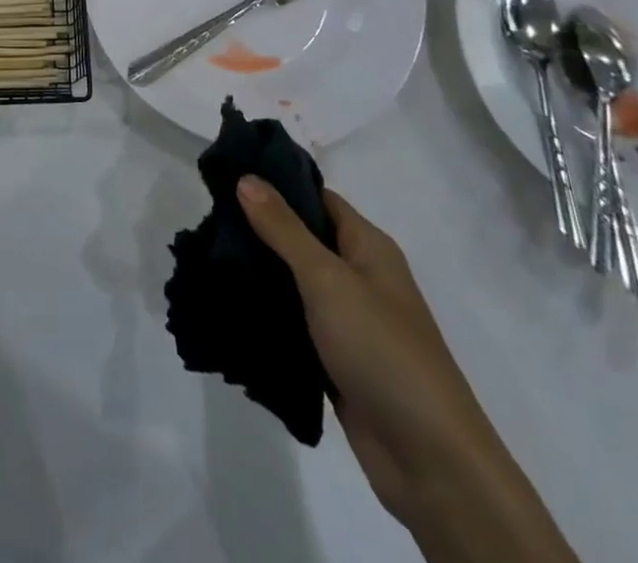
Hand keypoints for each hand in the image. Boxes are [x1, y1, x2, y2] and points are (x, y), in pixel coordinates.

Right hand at [235, 178, 510, 527]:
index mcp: (368, 247)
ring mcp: (348, 321)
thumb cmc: (382, 350)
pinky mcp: (335, 360)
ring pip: (294, 283)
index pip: (317, 198)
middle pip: (302, 238)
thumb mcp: (328, 279)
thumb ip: (284, 229)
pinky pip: (294, 324)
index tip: (228, 175)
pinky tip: (228, 308)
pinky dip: (268, 316)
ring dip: (259, 274)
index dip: (277, 185)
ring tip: (208, 259)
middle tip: (208, 220)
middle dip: (259, 229)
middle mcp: (360, 276)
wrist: (429, 461)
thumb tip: (246, 177)